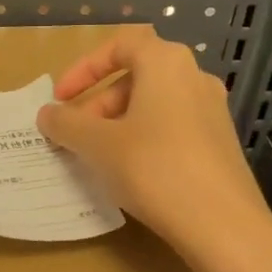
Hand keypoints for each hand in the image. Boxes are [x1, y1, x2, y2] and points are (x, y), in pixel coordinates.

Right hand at [36, 30, 271, 259]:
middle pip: (136, 76)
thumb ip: (67, 124)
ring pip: (154, 104)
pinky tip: (132, 174)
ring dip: (119, 123)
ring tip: (98, 158)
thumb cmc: (154, 169)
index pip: (120, 45)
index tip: (61, 98)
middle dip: (98, 103)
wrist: (223, 225)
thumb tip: (47, 114)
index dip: (84, 68)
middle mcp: (194, 77)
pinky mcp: (221, 143)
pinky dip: (145, 139)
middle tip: (76, 136)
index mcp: (166, 62)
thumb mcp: (98, 145)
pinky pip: (173, 128)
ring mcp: (212, 111)